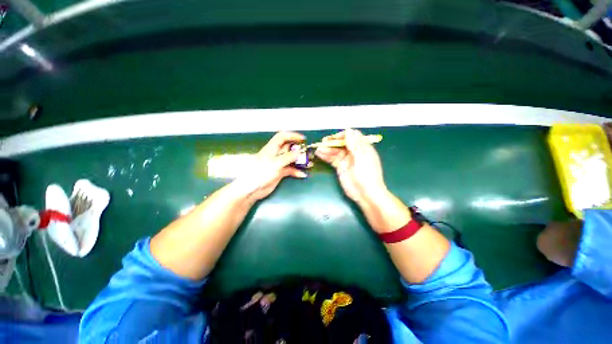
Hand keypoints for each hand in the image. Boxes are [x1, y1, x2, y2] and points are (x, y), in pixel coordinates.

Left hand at [233, 131, 306, 201]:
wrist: (253, 189)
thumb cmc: (262, 172)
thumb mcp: (276, 163)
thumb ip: (288, 157)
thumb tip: (300, 152)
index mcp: (273, 148)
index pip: (283, 137)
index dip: (292, 136)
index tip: (303, 139)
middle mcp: (276, 154)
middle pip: (289, 148)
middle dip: (299, 149)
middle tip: (308, 153)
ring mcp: (279, 163)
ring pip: (292, 159)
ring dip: (300, 161)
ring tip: (309, 163)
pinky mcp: (280, 172)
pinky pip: (291, 169)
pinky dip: (296, 171)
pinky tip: (302, 174)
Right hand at [315, 129, 387, 205]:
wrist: (366, 194)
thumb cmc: (367, 175)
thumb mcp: (361, 159)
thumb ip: (354, 145)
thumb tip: (349, 130)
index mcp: (362, 147)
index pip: (352, 136)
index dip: (343, 135)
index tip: (335, 138)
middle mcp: (354, 152)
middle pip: (342, 143)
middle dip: (333, 142)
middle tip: (323, 143)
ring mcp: (346, 159)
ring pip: (335, 151)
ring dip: (327, 149)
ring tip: (318, 149)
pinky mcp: (340, 167)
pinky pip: (332, 159)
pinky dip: (326, 156)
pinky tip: (319, 154)